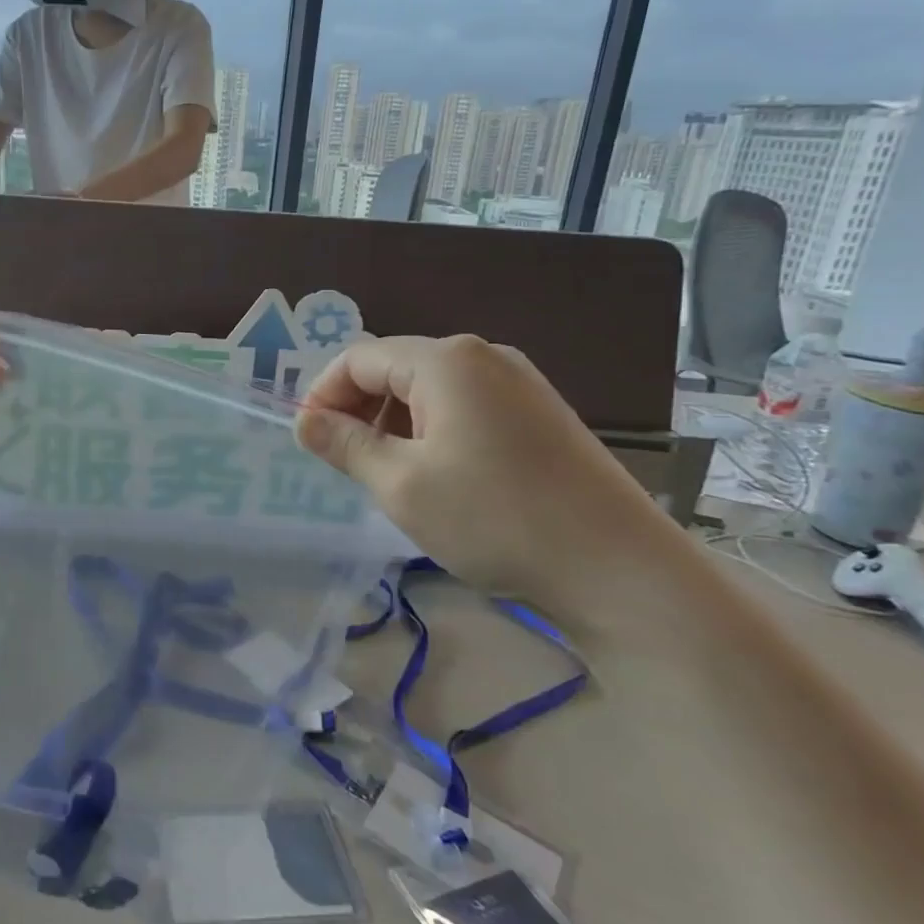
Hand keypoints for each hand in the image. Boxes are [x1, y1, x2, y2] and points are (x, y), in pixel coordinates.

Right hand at [296, 335, 671, 612]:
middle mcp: (484, 356)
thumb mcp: (402, 484)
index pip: (359, 358)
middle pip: (396, 368)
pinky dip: (433, 431)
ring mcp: (519, 383)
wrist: (619, 568)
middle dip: (359, 409)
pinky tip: (438, 476)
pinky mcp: (540, 414)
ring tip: (388, 475)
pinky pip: (466, 407)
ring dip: (394, 423)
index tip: (307, 441)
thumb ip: (346, 445)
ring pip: (430, 390)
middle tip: (344, 462)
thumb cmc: (495, 518)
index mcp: (446, 361)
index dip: (323, 394)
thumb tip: (304, 422)